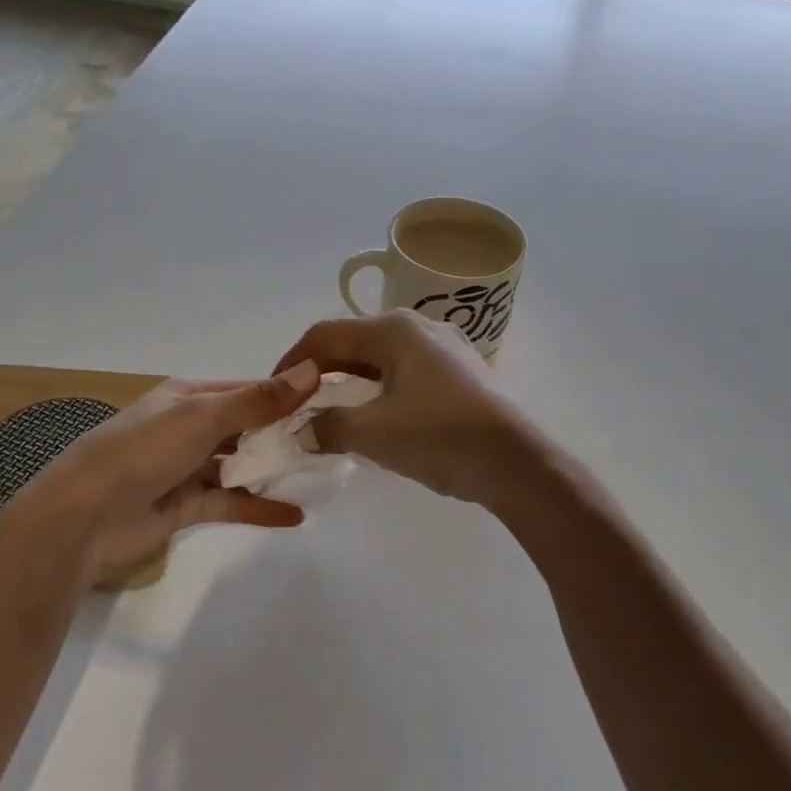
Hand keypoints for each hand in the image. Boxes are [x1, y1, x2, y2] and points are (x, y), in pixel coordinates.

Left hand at [3, 363, 321, 584]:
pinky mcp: (187, 505)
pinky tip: (295, 515)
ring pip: (241, 464)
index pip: (249, 388)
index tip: (332, 402)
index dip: (288, 394)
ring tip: (321, 475)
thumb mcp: (203, 418)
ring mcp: (189, 467)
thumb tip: (313, 370)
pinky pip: (232, 502)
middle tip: (335, 442)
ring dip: (274, 470)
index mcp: (191, 395)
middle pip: (248, 426)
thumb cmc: (143, 452)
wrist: (84, 517)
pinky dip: (259, 507)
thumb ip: (259, 401)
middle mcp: (191, 426)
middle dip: (286, 434)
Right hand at [273, 312, 537, 506]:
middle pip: (354, 343)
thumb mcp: (372, 433)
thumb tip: (306, 430)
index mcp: (394, 330)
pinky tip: (379, 418)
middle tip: (301, 405)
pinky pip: (406, 373)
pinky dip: (381, 391)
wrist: (516, 464)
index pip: (325, 335)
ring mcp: (445, 348)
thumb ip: (328, 427)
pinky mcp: (461, 372)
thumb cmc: (439, 437)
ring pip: (381, 359)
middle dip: (322, 373)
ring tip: (334, 414)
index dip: (292, 360)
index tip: (273, 389)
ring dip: (352, 384)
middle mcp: (419, 327)